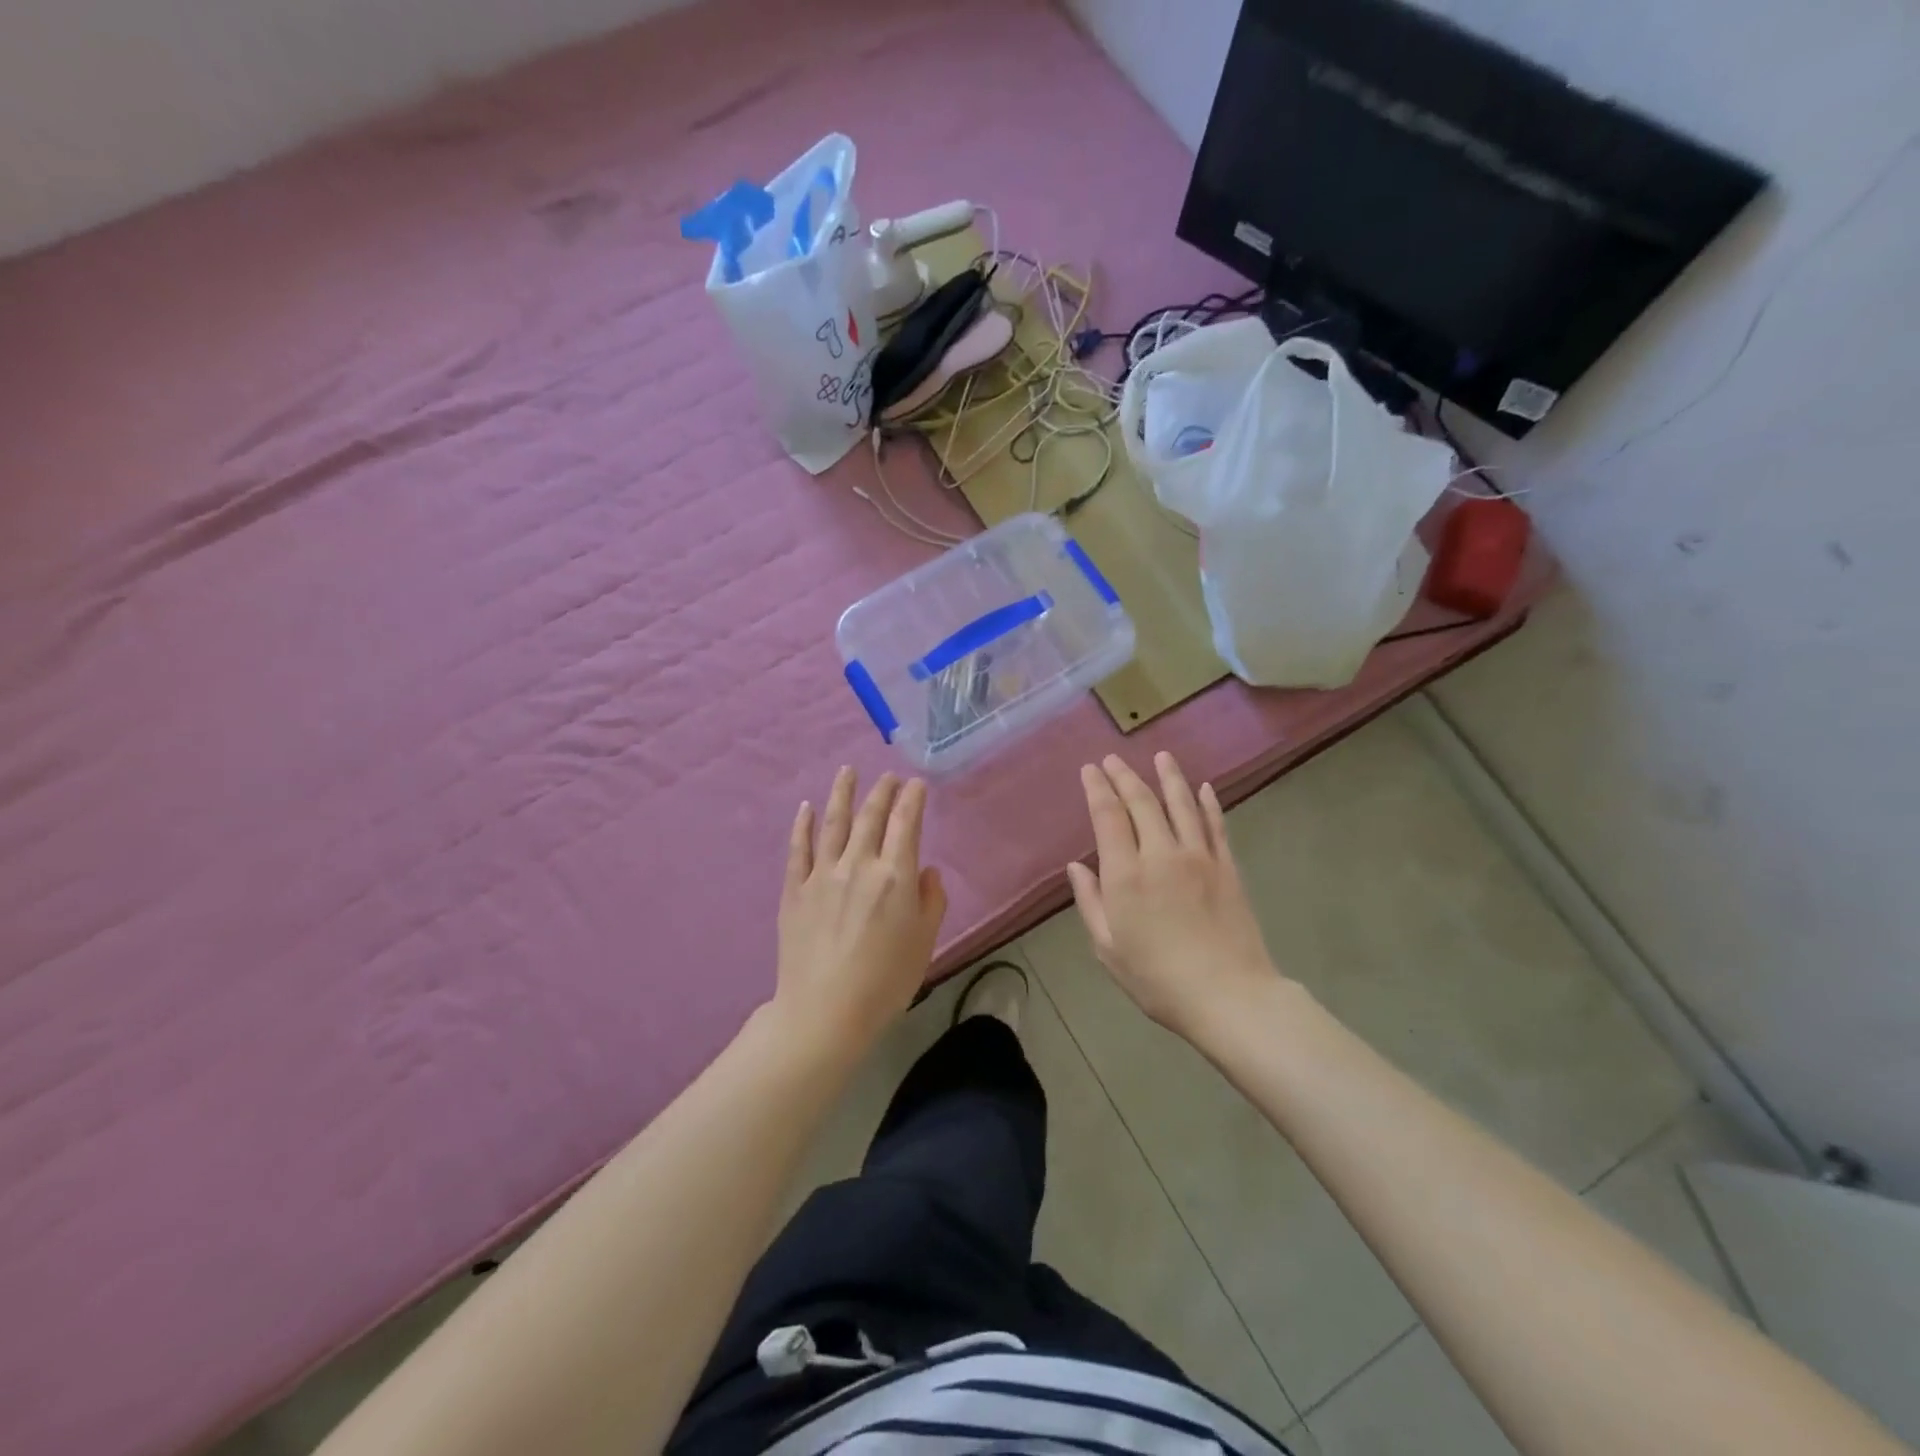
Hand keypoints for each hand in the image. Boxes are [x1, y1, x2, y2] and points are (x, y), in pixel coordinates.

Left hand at [773, 767, 946, 1054]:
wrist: (824, 1011)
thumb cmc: (885, 981)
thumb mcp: (924, 942)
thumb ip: (931, 901)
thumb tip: (926, 871)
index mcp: (895, 876)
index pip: (906, 823)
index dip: (912, 799)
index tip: (916, 783)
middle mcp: (859, 864)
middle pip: (871, 816)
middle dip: (882, 791)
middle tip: (888, 776)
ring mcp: (822, 874)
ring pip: (833, 822)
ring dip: (842, 793)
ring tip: (847, 771)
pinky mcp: (795, 890)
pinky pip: (799, 849)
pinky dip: (803, 825)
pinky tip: (806, 808)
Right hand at [1067, 752, 1281, 1039]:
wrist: (1229, 996)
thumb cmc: (1158, 979)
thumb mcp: (1108, 949)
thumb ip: (1090, 902)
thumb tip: (1077, 867)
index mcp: (1125, 875)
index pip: (1108, 817)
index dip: (1098, 788)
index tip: (1090, 769)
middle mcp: (1161, 854)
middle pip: (1141, 802)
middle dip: (1125, 776)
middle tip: (1113, 759)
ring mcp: (1198, 857)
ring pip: (1181, 804)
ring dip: (1168, 777)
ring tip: (1160, 756)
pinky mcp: (1227, 867)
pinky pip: (1215, 825)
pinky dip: (1207, 803)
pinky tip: (1203, 787)